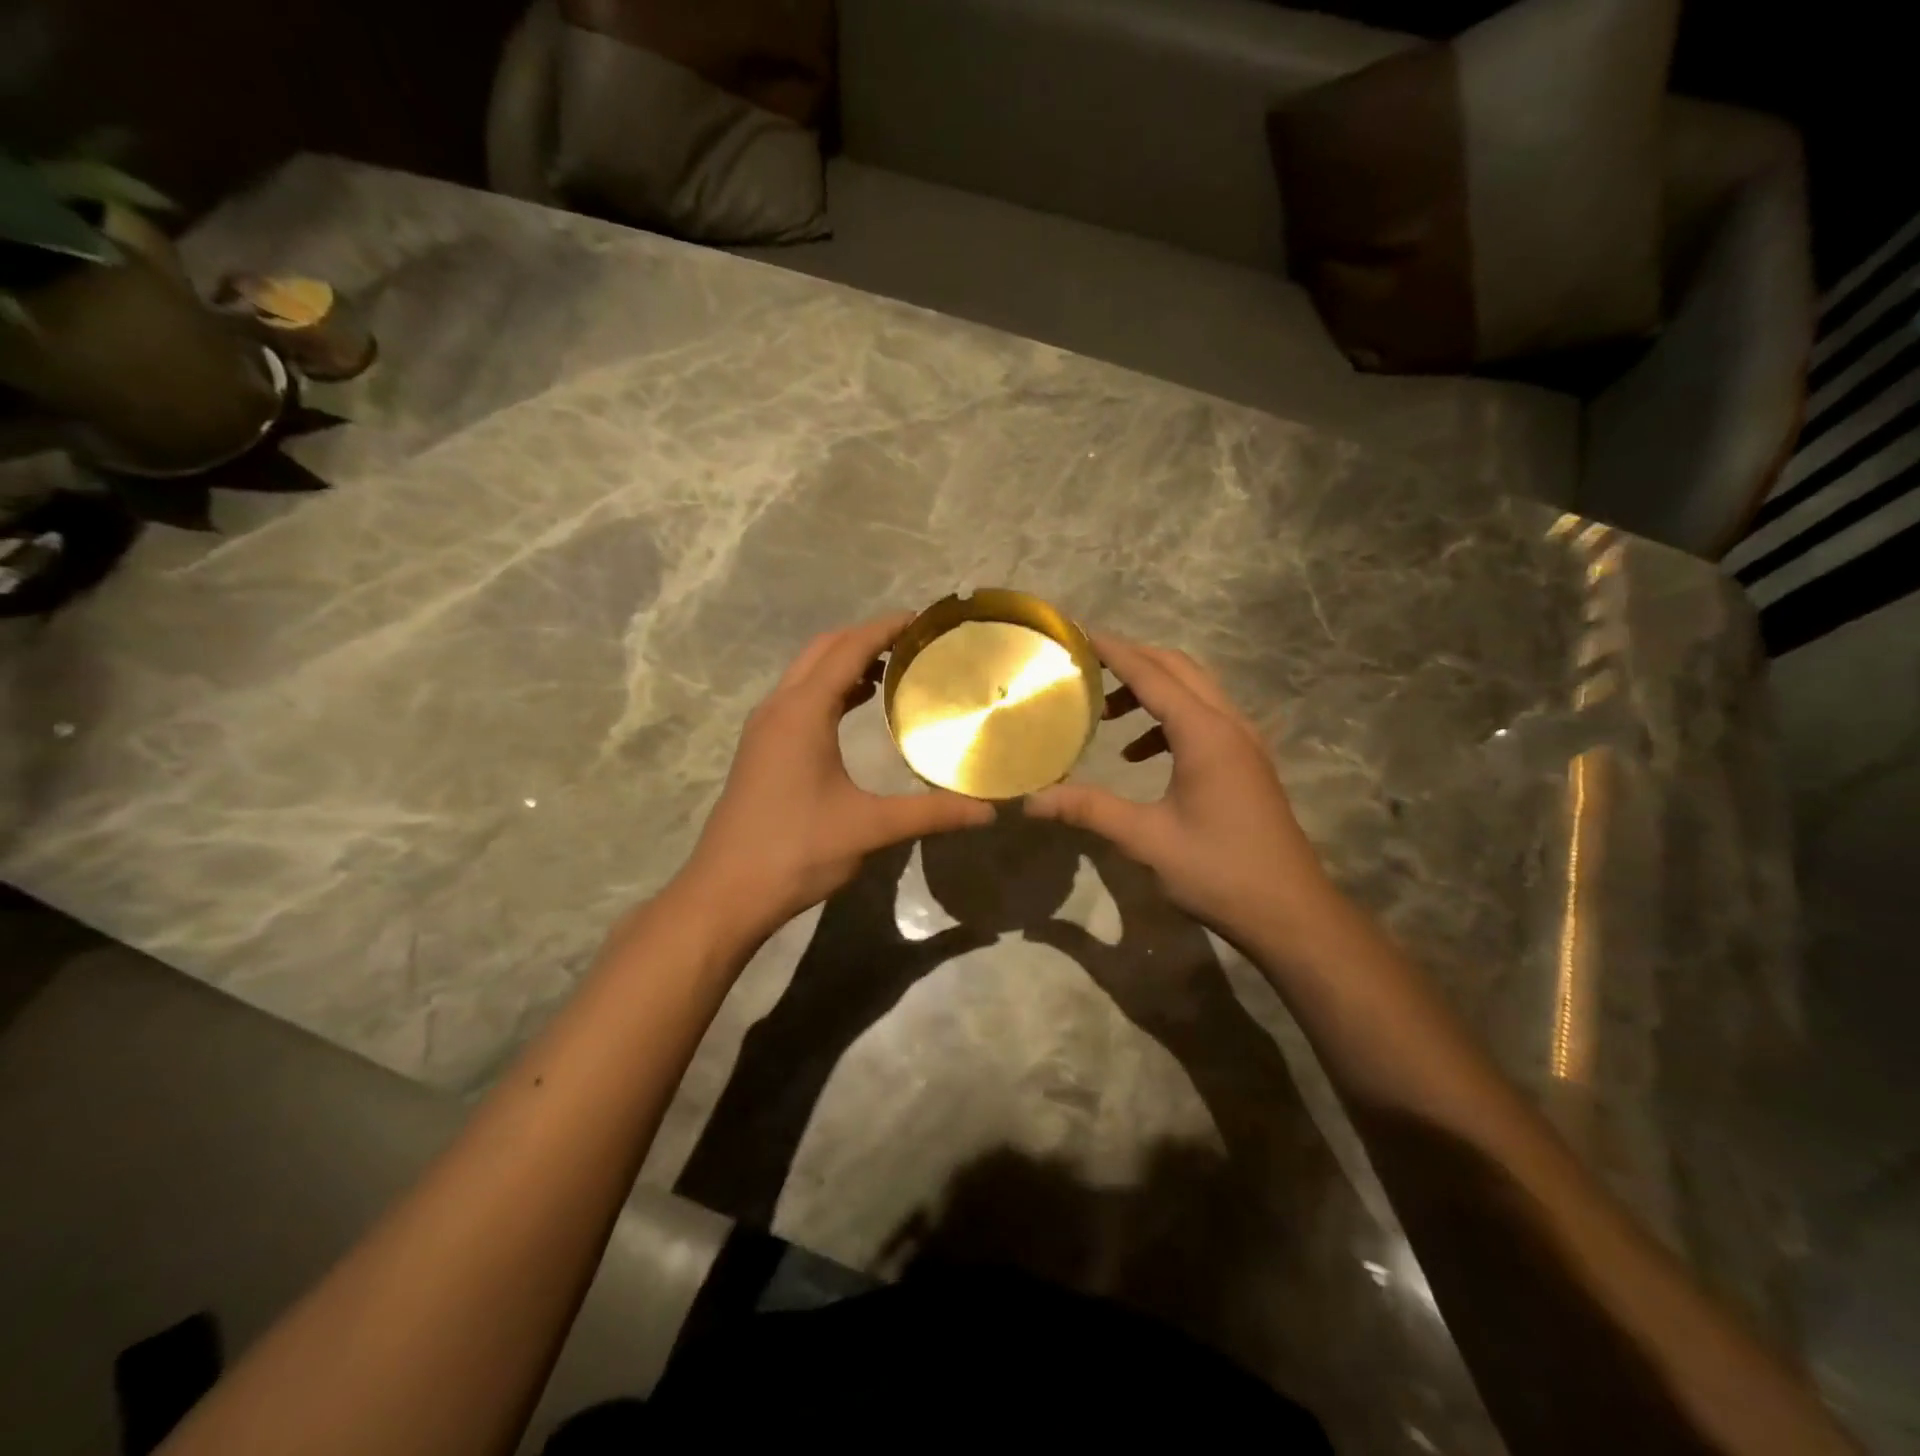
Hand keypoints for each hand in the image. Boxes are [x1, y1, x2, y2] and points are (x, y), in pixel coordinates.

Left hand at [677, 612, 993, 944]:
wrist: (726, 892)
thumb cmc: (796, 850)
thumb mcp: (869, 828)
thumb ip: (931, 813)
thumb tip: (988, 809)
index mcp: (802, 712)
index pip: (848, 650)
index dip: (885, 628)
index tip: (923, 620)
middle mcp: (778, 708)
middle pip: (823, 650)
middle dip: (865, 637)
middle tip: (913, 642)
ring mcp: (764, 728)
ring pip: (806, 673)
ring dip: (845, 661)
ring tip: (893, 668)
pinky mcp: (761, 749)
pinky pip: (799, 698)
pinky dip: (830, 687)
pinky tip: (856, 707)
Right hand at [1025, 634, 1340, 958]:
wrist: (1290, 912)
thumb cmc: (1218, 871)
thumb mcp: (1146, 839)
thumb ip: (1088, 810)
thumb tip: (1030, 801)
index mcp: (1205, 733)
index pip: (1152, 674)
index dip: (1113, 651)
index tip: (1078, 633)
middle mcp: (1229, 725)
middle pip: (1178, 668)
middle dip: (1132, 660)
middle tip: (1087, 666)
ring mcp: (1244, 742)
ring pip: (1195, 691)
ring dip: (1152, 690)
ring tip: (1108, 715)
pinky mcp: (1247, 762)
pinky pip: (1205, 718)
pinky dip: (1169, 720)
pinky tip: (1141, 755)